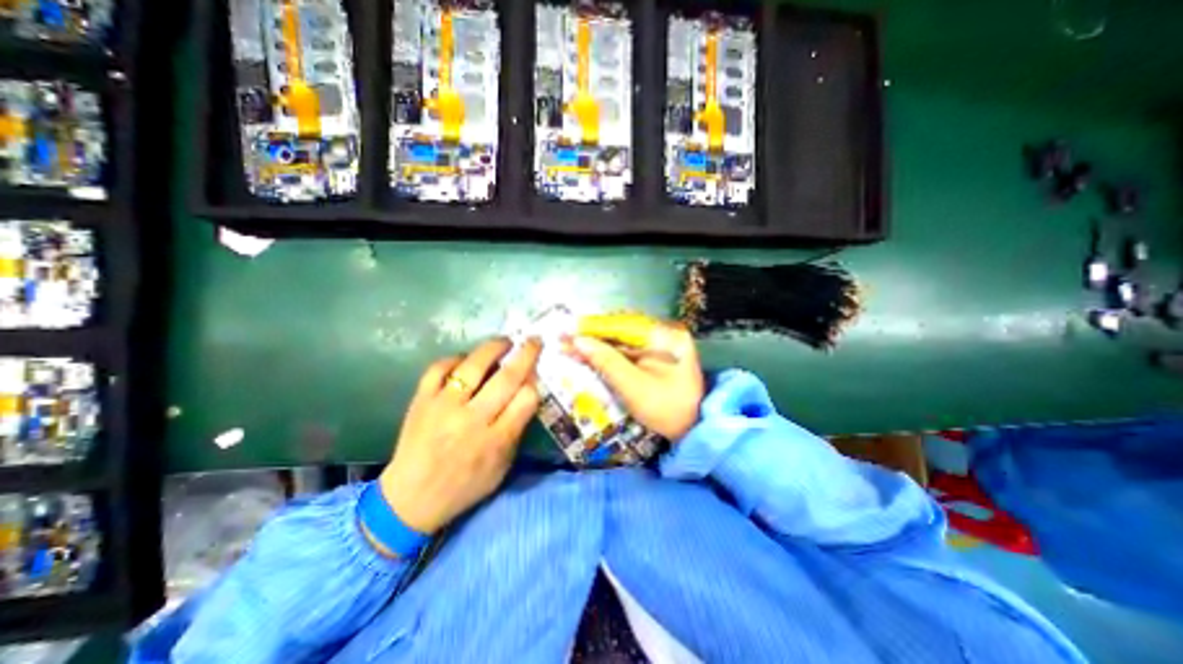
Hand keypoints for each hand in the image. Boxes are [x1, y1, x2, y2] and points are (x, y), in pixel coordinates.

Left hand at [379, 336, 540, 533]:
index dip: (535, 382)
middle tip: (534, 340)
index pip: (526, 399)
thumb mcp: (502, 466)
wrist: (410, 499)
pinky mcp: (421, 400)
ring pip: (473, 366)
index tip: (536, 374)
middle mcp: (472, 420)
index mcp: (496, 440)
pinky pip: (439, 368)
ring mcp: (444, 407)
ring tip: (505, 341)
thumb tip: (527, 392)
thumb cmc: (465, 485)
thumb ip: (517, 429)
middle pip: (507, 378)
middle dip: (526, 355)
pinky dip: (455, 358)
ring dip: (493, 348)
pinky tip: (466, 359)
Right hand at [563, 315, 699, 441]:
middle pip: (621, 330)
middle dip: (593, 336)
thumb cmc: (666, 410)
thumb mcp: (634, 386)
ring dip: (597, 345)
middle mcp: (664, 334)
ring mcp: (660, 345)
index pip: (623, 325)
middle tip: (565, 339)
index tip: (568, 330)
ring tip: (570, 346)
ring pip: (621, 341)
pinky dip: (607, 354)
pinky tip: (589, 355)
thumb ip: (606, 361)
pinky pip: (626, 351)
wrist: (691, 431)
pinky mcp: (654, 357)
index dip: (593, 328)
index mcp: (666, 336)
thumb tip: (578, 341)